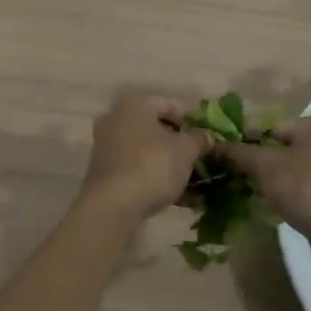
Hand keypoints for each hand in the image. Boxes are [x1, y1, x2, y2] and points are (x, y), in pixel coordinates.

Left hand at [80, 91, 209, 220]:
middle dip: (179, 146)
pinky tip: (176, 199)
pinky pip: (136, 169)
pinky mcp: (104, 172)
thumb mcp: (185, 150)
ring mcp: (107, 146)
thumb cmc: (152, 166)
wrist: (112, 206)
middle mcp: (116, 119)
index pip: (169, 105)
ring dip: (168, 165)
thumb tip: (205, 135)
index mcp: (135, 104)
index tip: (205, 141)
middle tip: (199, 163)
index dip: (191, 122)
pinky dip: (154, 179)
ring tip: (192, 186)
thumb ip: (199, 138)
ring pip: (146, 151)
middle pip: (156, 129)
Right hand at [217, 117, 310, 243]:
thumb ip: (238, 152)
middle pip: (280, 147)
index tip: (223, 154)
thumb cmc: (307, 190)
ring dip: (270, 179)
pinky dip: (286, 194)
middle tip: (233, 175)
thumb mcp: (266, 166)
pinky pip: (302, 188)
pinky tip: (271, 205)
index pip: (270, 124)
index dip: (245, 138)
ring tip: (248, 191)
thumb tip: (212, 145)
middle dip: (256, 161)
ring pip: (291, 169)